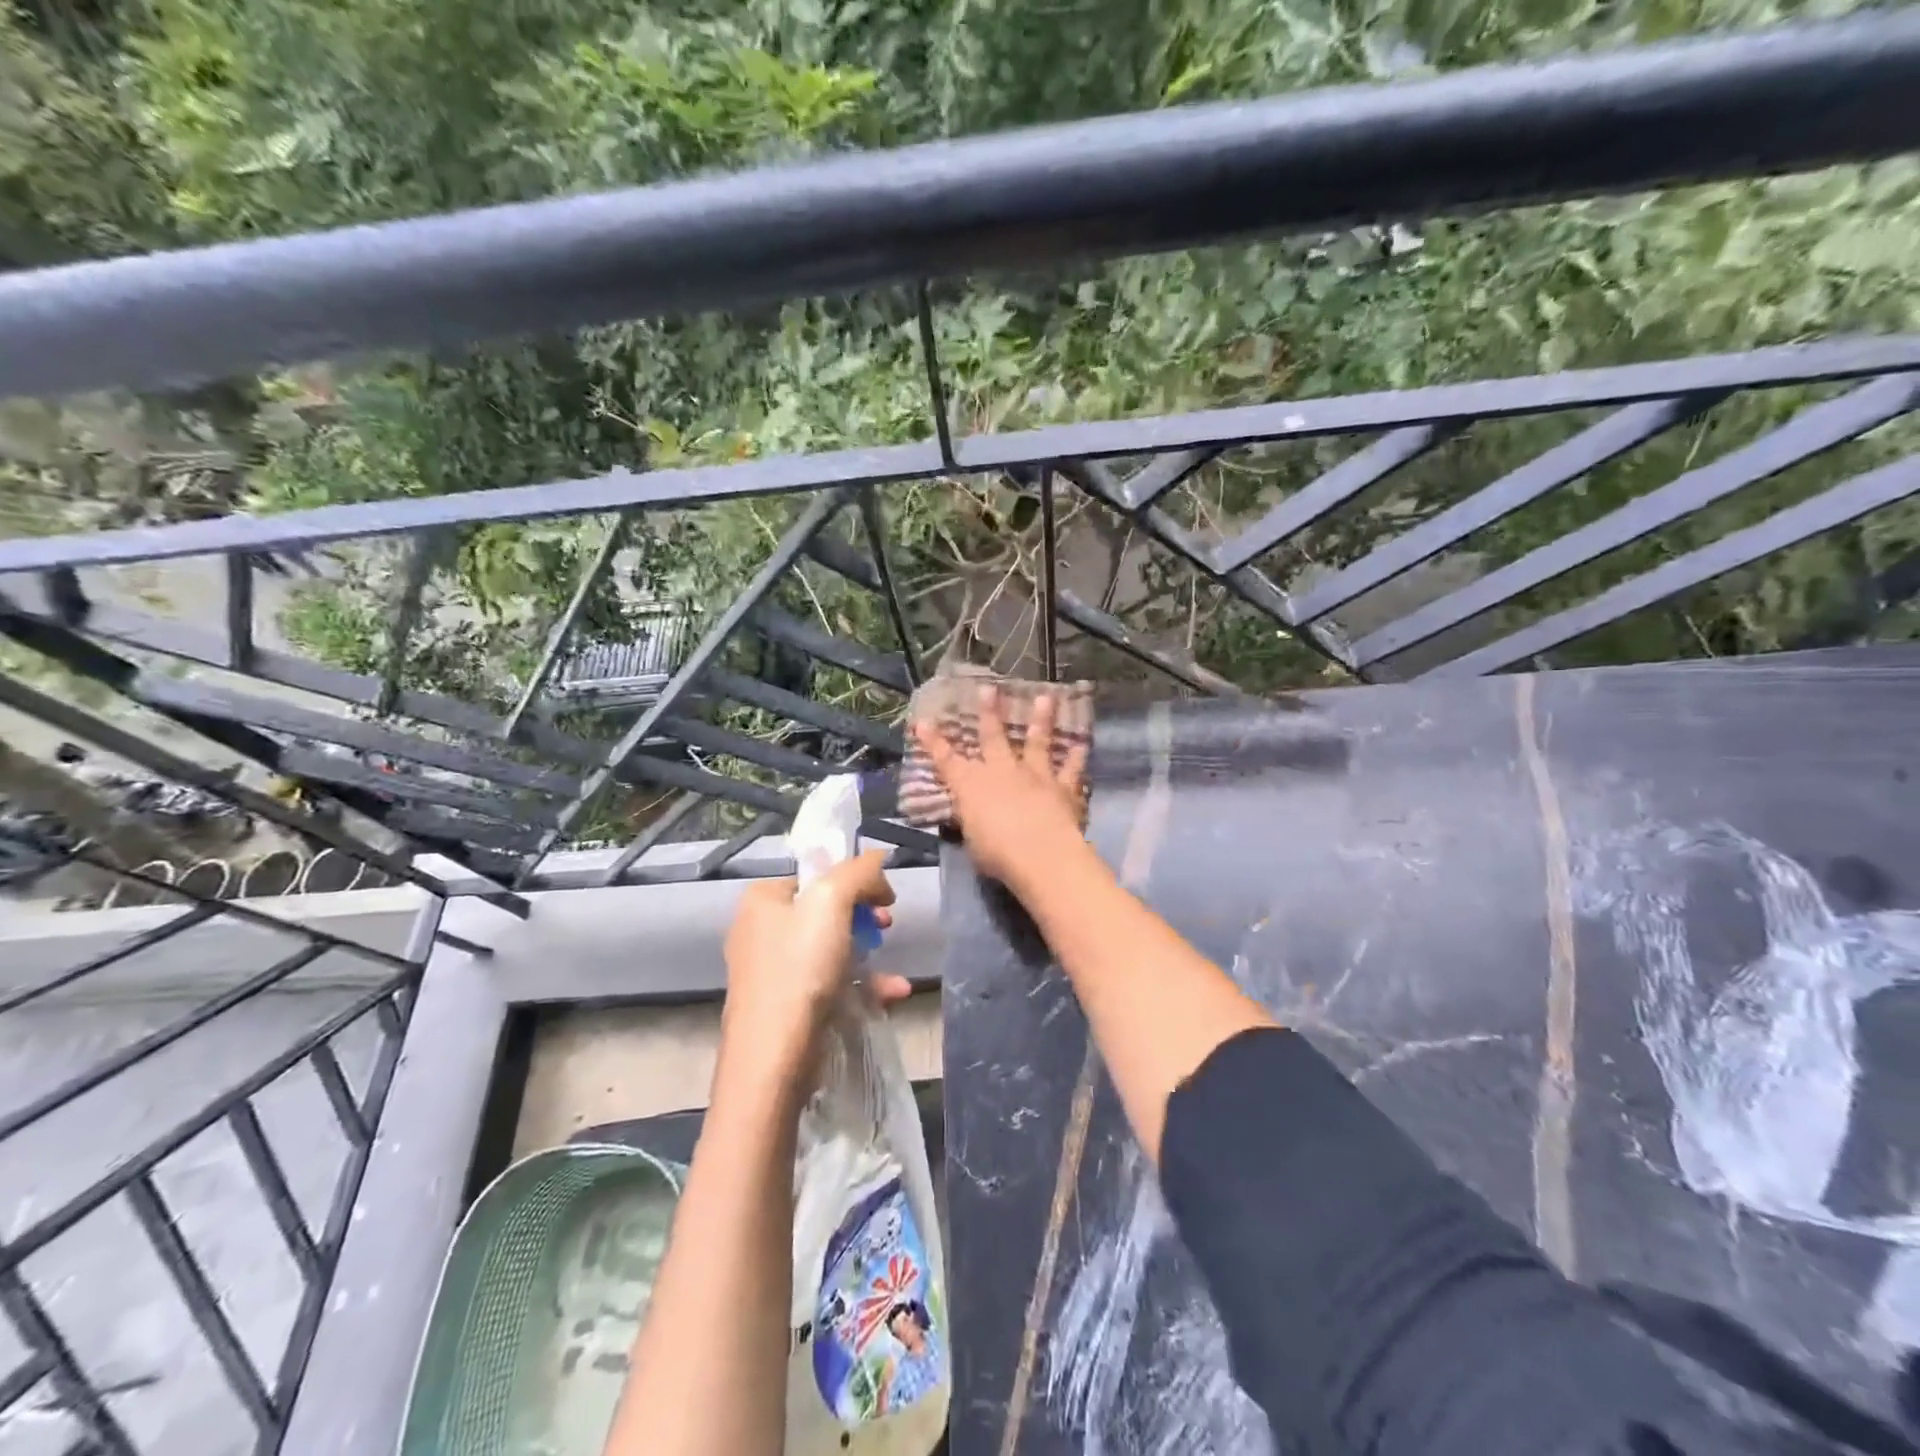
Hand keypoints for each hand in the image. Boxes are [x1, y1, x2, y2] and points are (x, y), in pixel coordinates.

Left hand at [720, 849, 909, 1084]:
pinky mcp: (785, 1006)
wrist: (772, 1057)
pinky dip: (861, 986)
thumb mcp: (832, 902)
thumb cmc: (799, 969)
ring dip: (868, 954)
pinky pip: (829, 983)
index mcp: (763, 899)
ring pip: (831, 949)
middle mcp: (760, 930)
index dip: (856, 881)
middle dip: (864, 917)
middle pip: (826, 910)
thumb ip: (858, 872)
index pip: (817, 875)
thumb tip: (878, 859)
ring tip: (892, 970)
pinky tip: (892, 994)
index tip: (884, 899)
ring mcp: (771, 971)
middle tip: (886, 926)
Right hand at [912, 686, 1090, 891]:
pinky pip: (1071, 769)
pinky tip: (1081, 744)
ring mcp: (1035, 776)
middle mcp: (1002, 771)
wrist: (1040, 854)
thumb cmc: (996, 854)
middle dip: (989, 712)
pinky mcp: (1063, 787)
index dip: (933, 742)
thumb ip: (972, 822)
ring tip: (1045, 698)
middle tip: (989, 689)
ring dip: (1041, 719)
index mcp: (971, 786)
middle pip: (993, 737)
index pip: (946, 761)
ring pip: (1037, 742)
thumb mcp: (972, 841)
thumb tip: (971, 816)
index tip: (923, 722)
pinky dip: (1076, 757)